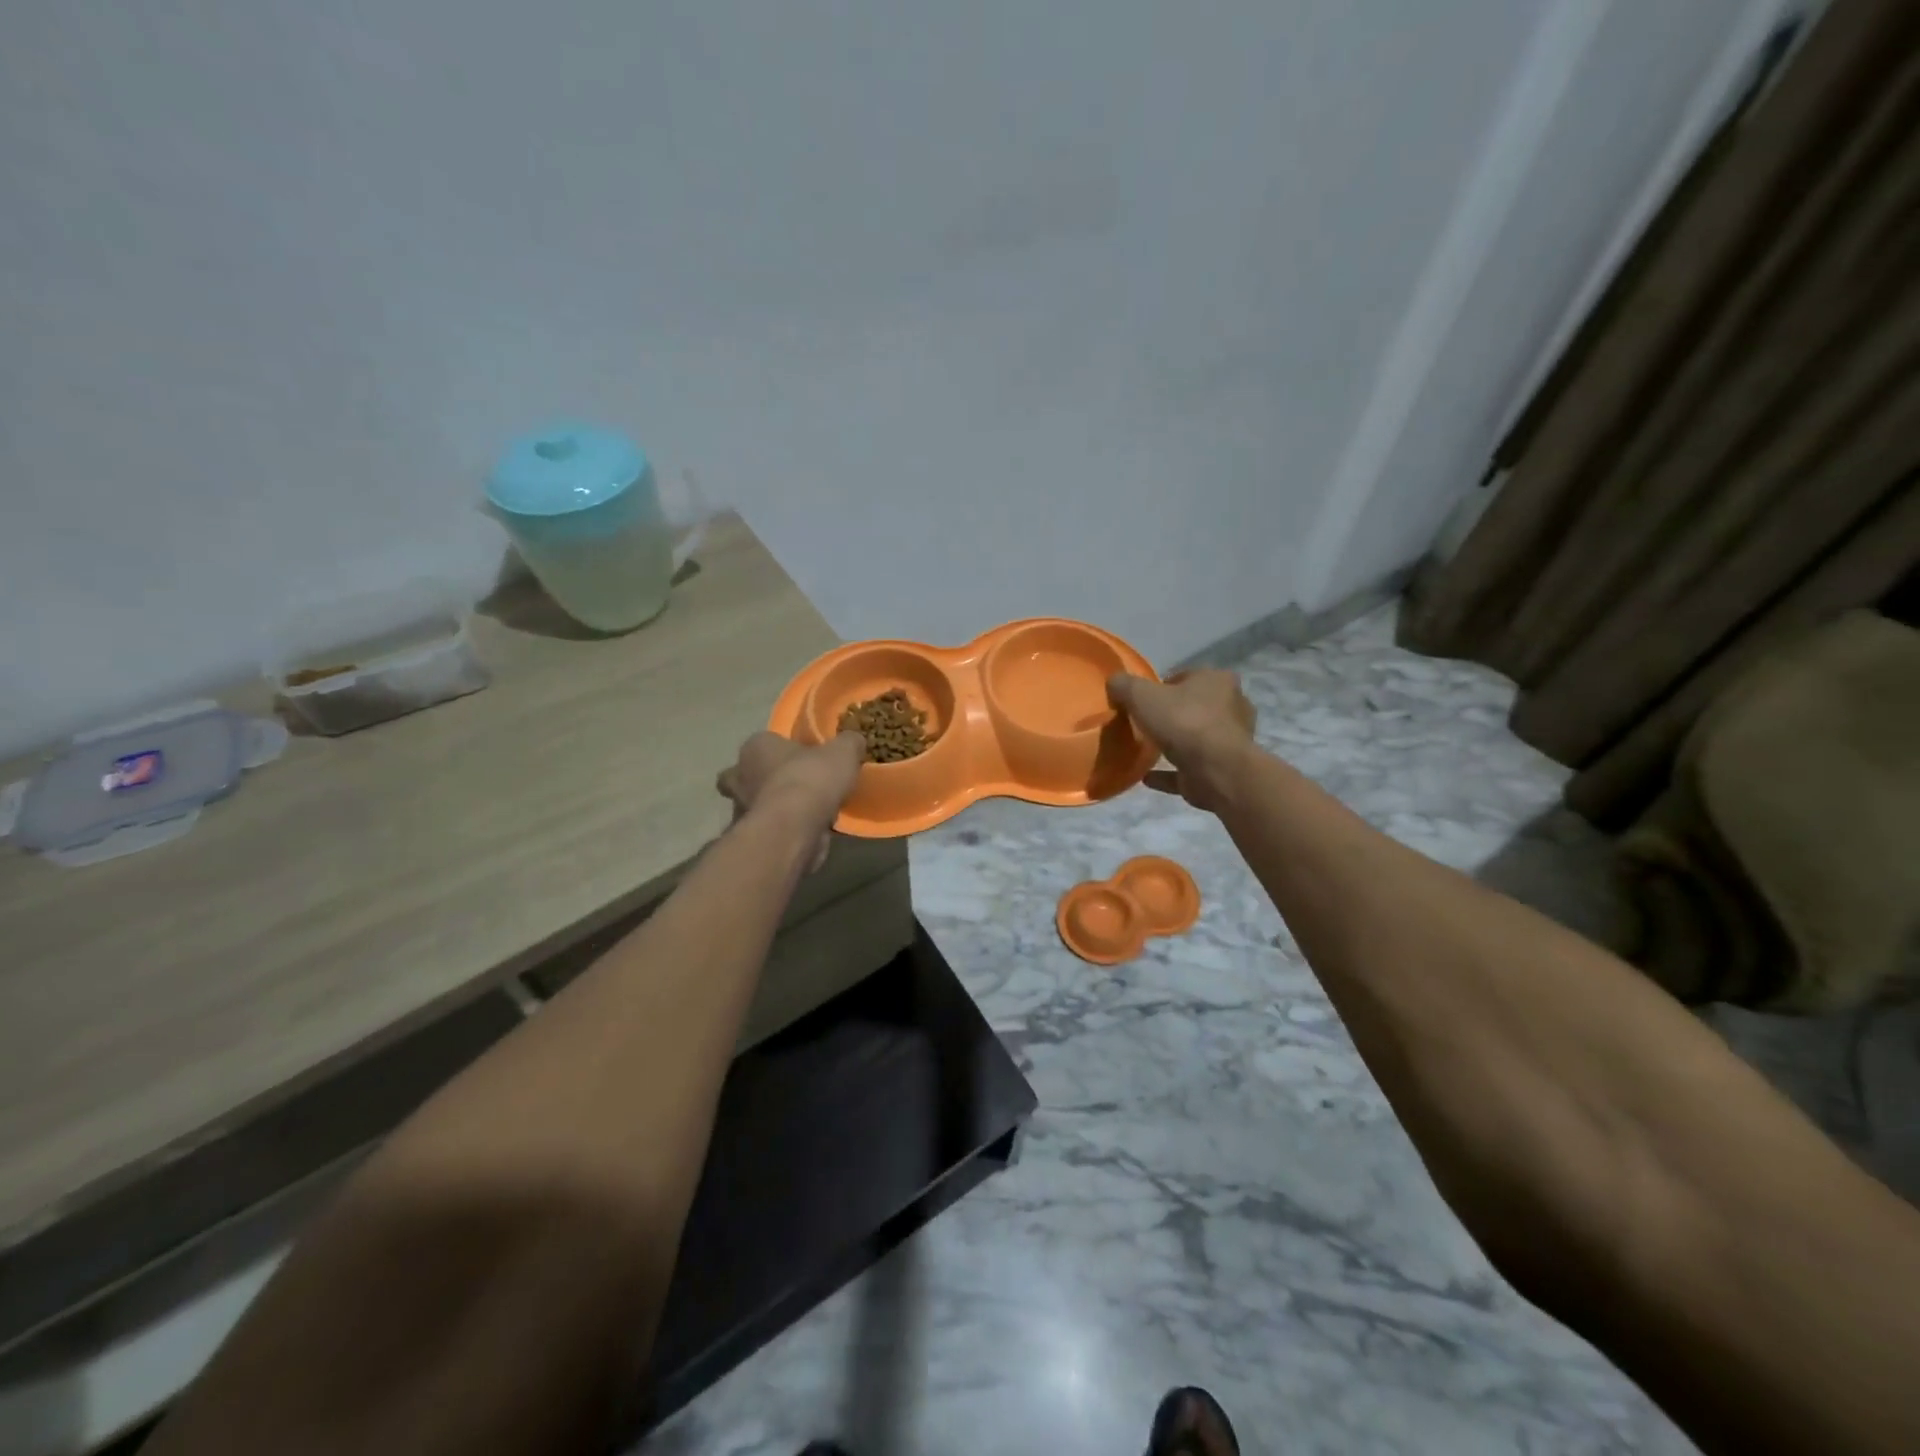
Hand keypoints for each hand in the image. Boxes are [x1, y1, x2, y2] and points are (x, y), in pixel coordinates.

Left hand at [716, 731, 865, 870]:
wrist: (794, 829)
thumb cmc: (811, 779)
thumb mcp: (843, 751)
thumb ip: (848, 743)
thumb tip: (854, 741)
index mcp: (755, 746)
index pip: (766, 742)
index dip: (786, 750)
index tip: (808, 759)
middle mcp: (739, 775)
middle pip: (752, 774)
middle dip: (770, 780)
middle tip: (799, 786)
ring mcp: (741, 808)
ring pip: (758, 803)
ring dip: (778, 807)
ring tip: (809, 812)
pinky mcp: (751, 837)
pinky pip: (770, 828)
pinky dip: (784, 830)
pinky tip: (808, 832)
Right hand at [1107, 669, 1257, 812]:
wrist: (1217, 770)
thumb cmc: (1183, 722)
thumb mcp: (1142, 695)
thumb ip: (1125, 686)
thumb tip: (1114, 683)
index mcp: (1217, 680)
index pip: (1186, 677)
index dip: (1162, 687)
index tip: (1142, 701)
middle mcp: (1231, 706)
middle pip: (1194, 707)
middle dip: (1172, 715)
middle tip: (1145, 724)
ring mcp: (1230, 740)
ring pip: (1196, 738)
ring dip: (1175, 744)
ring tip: (1146, 750)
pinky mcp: (1223, 769)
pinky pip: (1189, 768)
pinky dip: (1170, 773)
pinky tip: (1147, 776)